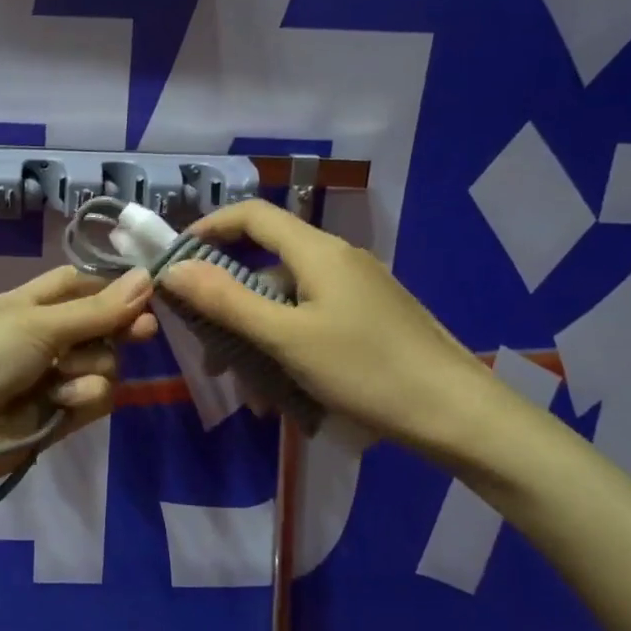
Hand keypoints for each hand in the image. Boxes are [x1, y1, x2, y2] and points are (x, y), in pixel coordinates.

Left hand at [0, 265, 157, 496]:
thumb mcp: (36, 324)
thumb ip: (96, 309)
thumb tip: (147, 276)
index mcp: (31, 304)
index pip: (81, 285)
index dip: (112, 286)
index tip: (148, 290)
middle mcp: (46, 337)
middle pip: (102, 325)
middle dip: (119, 328)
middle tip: (142, 331)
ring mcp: (54, 378)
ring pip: (104, 364)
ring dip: (91, 369)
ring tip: (61, 378)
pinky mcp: (61, 415)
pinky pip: (96, 398)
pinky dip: (83, 398)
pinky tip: (62, 403)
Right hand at [160, 199, 498, 461]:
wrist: (457, 414)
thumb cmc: (366, 370)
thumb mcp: (286, 337)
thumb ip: (227, 301)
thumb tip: (173, 269)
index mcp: (317, 252)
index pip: (251, 215)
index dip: (209, 228)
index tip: (176, 260)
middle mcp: (337, 260)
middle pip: (265, 265)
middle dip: (229, 305)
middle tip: (208, 349)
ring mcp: (357, 291)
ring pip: (287, 302)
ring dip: (257, 339)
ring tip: (249, 391)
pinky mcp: (369, 319)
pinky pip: (311, 322)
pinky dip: (287, 348)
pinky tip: (284, 395)